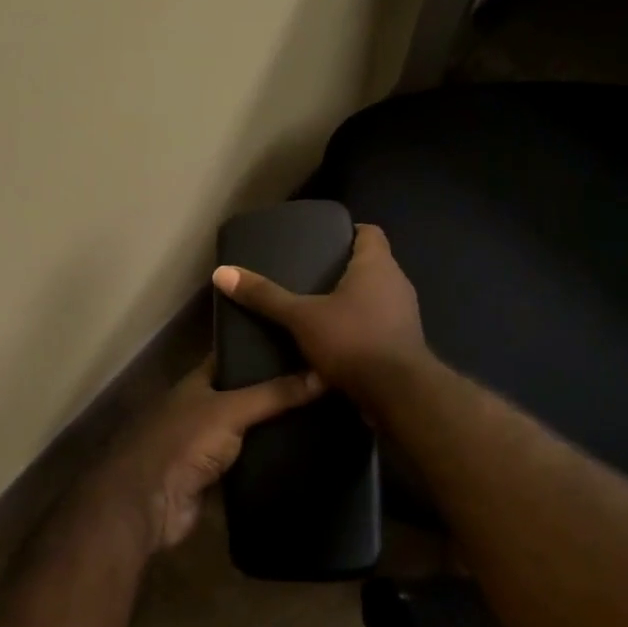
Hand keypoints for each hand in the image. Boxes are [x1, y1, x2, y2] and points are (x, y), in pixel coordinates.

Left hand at [88, 358, 322, 554]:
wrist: (149, 504)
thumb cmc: (183, 442)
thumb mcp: (231, 409)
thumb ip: (275, 394)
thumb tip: (323, 374)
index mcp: (198, 382)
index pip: (234, 356)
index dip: (262, 347)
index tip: (301, 341)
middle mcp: (202, 408)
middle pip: (246, 394)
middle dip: (278, 389)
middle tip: (325, 380)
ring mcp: (208, 444)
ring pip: (250, 430)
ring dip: (277, 426)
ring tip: (325, 413)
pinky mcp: (217, 477)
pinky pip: (250, 461)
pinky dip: (271, 458)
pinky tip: (305, 451)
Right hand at [211, 223, 428, 404]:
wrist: (397, 394)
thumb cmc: (352, 341)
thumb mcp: (302, 318)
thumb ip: (265, 296)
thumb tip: (222, 273)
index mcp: (377, 265)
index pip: (371, 233)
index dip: (349, 232)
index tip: (323, 241)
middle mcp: (397, 283)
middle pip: (372, 264)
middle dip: (345, 269)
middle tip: (311, 275)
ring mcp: (405, 314)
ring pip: (377, 296)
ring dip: (353, 300)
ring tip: (318, 308)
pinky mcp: (404, 343)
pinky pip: (380, 324)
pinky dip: (360, 326)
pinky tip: (335, 340)